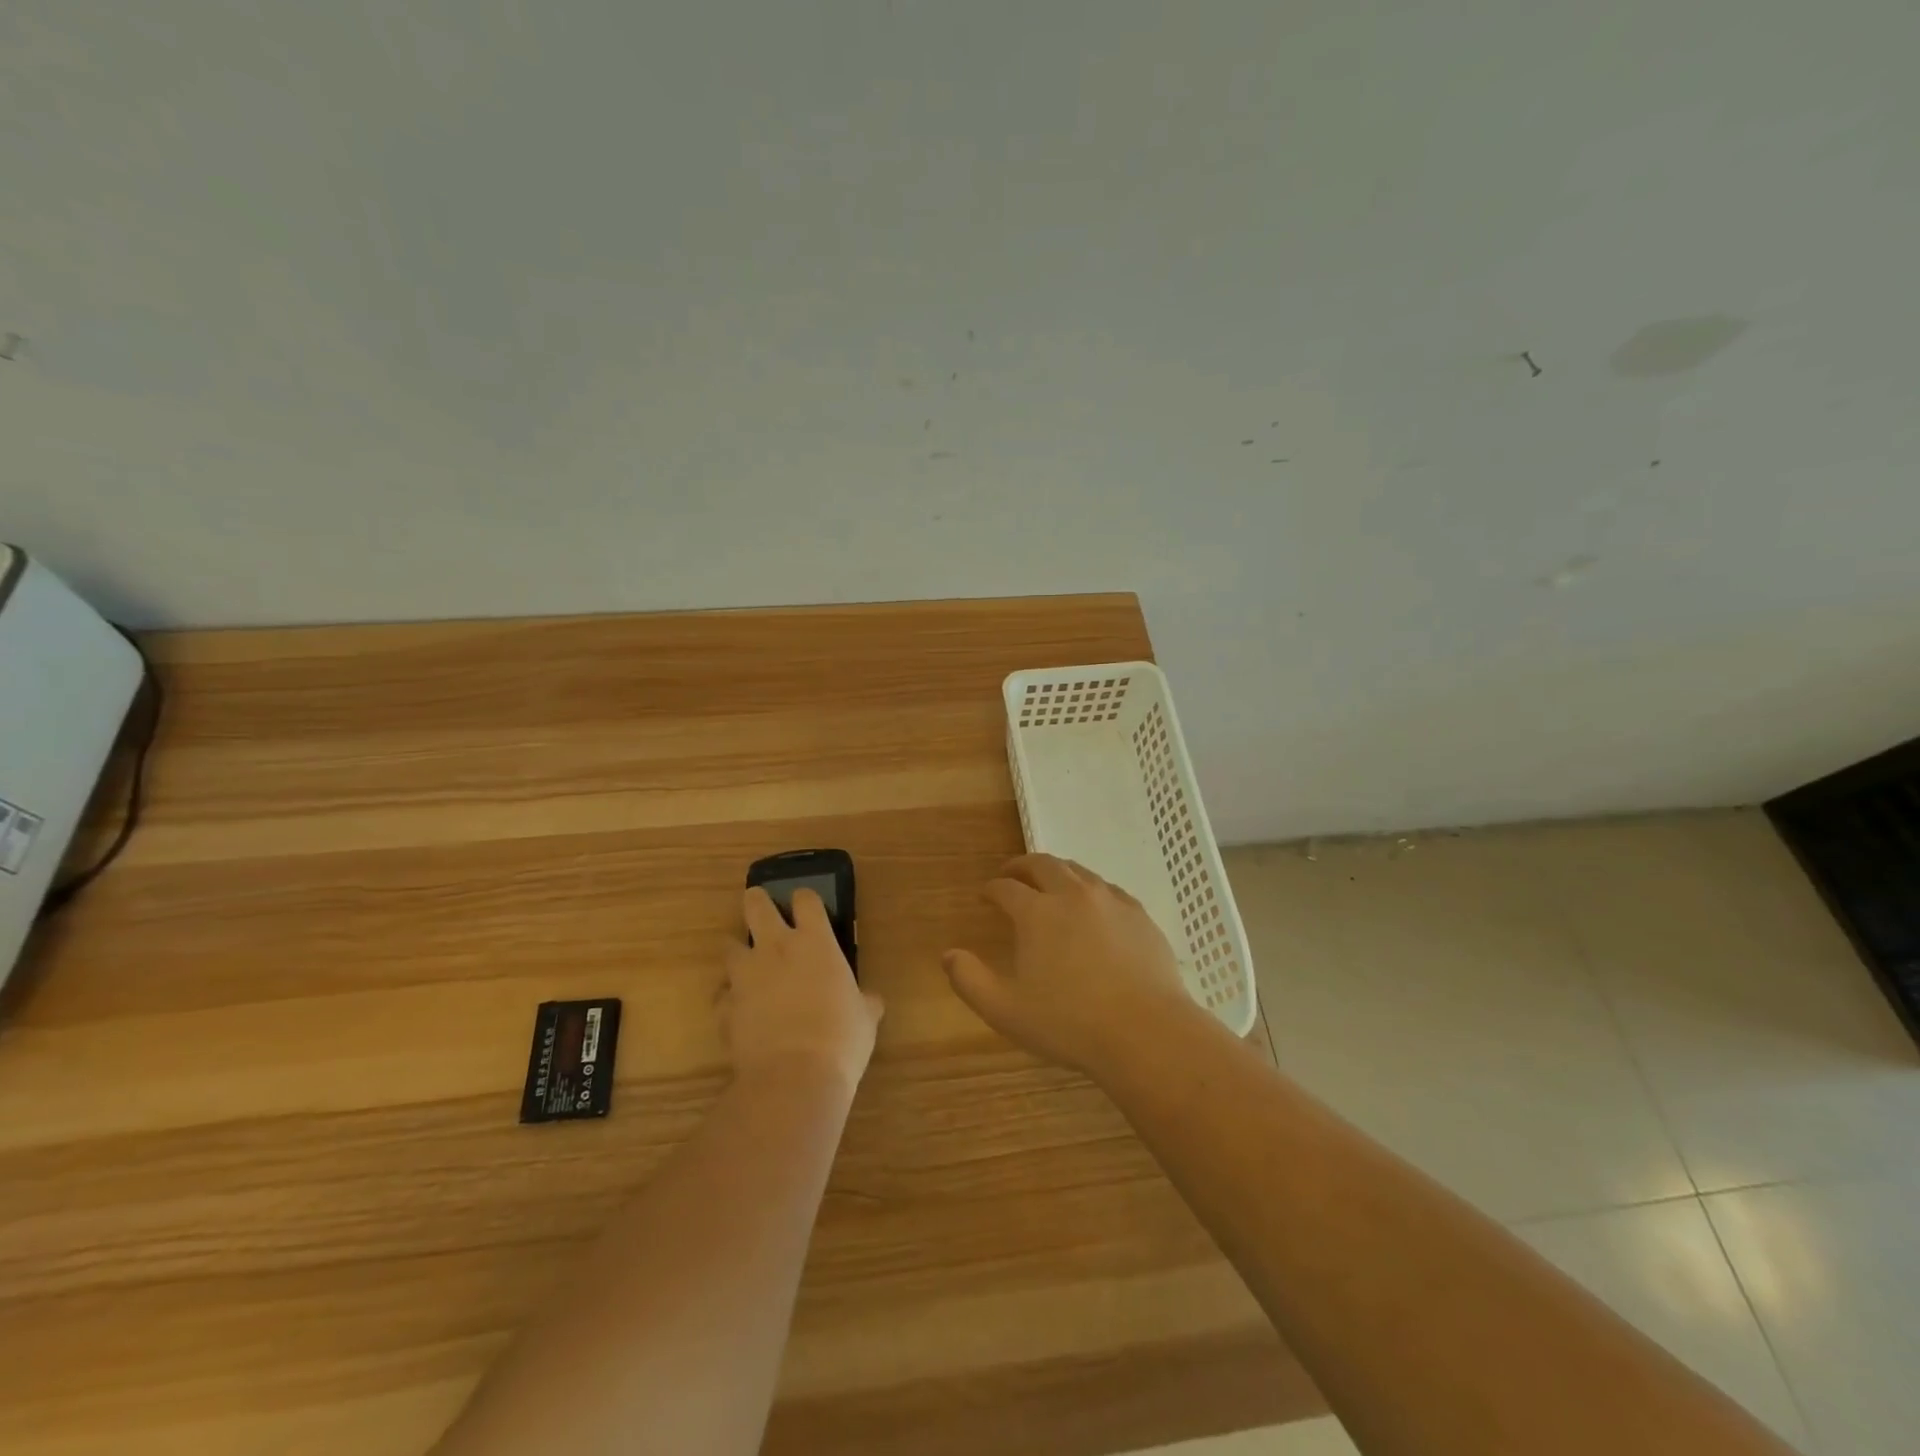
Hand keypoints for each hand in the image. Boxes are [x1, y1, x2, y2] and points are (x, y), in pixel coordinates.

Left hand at [723, 887, 883, 1095]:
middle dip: (757, 902)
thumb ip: (864, 1001)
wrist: (794, 1078)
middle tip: (762, 909)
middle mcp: (775, 948)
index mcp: (815, 942)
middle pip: (756, 905)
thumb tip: (870, 1001)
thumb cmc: (841, 1038)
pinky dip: (730, 999)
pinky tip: (741, 1011)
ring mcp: (745, 976)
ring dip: (739, 952)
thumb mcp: (866, 1017)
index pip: (806, 900)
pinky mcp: (724, 1007)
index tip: (808, 907)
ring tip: (749, 966)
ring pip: (730, 946)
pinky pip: (722, 994)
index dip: (805, 900)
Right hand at [942, 854, 1196, 1078]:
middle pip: (1043, 865)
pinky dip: (1091, 888)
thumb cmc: (1069, 1023)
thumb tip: (948, 955)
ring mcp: (1110, 901)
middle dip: (1022, 866)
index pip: (1006, 888)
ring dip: (1057, 871)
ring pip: (1078, 871)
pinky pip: (1108, 888)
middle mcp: (1072, 895)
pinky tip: (1093, 904)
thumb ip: (970, 980)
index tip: (985, 895)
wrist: (1145, 1031)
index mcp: (1037, 913)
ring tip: (1050, 883)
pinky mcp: (1139, 914)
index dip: (991, 889)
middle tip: (1012, 874)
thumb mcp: (1005, 1010)